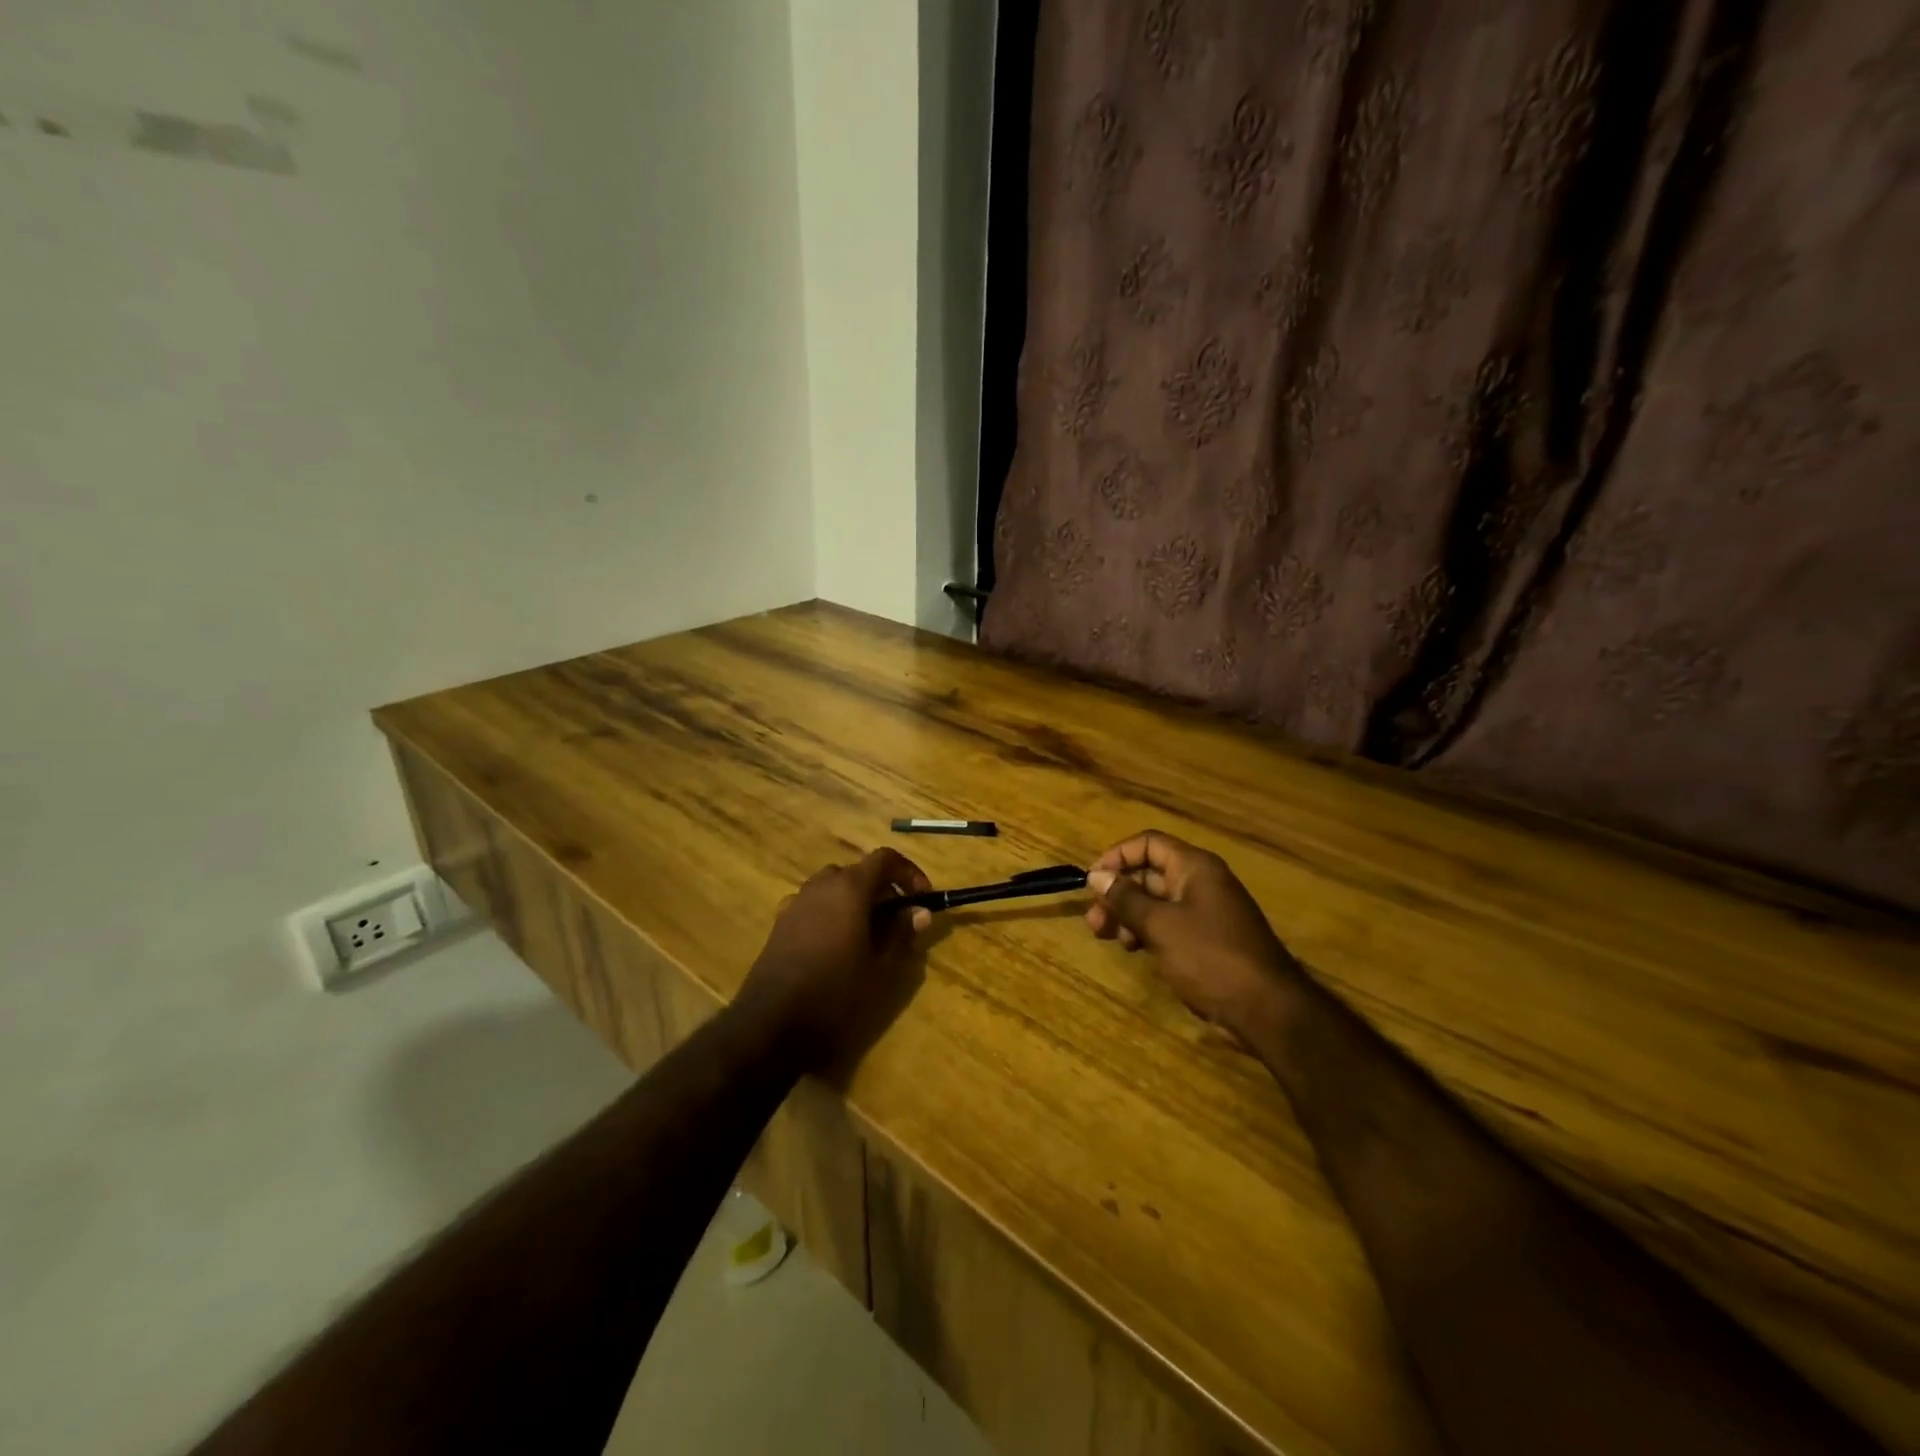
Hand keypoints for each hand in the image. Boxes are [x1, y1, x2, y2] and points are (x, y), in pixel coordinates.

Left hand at [737, 849, 933, 1072]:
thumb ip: (901, 932)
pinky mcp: (781, 923)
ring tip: (869, 934)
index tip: (922, 898)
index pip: (885, 858)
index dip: (908, 872)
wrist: (771, 1024)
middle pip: (858, 872)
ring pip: (834, 888)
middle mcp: (821, 885)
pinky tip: (836, 946)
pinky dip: (831, 913)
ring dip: (856, 901)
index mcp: (849, 888)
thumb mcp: (880, 967)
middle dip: (882, 890)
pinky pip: (814, 905)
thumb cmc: (835, 993)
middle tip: (898, 921)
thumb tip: (919, 912)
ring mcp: (796, 902)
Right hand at [1086, 830, 1304, 1043]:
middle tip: (1094, 920)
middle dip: (1118, 892)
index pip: (1148, 843)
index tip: (1092, 881)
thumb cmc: (1210, 957)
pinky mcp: (1206, 939)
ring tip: (1107, 936)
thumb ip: (1126, 898)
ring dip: (1128, 914)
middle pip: (1149, 873)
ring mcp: (1205, 912)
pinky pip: (1169, 924)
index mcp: (1194, 867)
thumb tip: (1097, 875)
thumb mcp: (1160, 925)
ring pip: (1156, 901)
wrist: (1266, 1009)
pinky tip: (1133, 948)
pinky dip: (1146, 931)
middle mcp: (1201, 882)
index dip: (1117, 856)